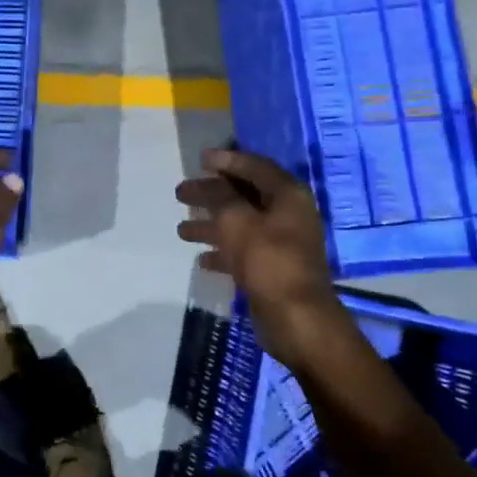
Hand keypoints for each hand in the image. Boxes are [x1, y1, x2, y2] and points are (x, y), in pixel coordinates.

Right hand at [176, 148, 346, 363]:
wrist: (296, 317)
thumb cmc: (267, 260)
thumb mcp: (236, 220)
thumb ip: (219, 196)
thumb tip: (208, 182)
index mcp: (287, 195)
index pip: (254, 167)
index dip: (226, 161)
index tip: (199, 159)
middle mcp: (288, 214)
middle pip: (244, 195)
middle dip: (211, 194)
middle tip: (181, 192)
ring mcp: (282, 243)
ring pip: (239, 224)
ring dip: (211, 224)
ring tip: (181, 229)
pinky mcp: (272, 268)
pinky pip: (242, 250)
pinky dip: (221, 251)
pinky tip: (201, 258)